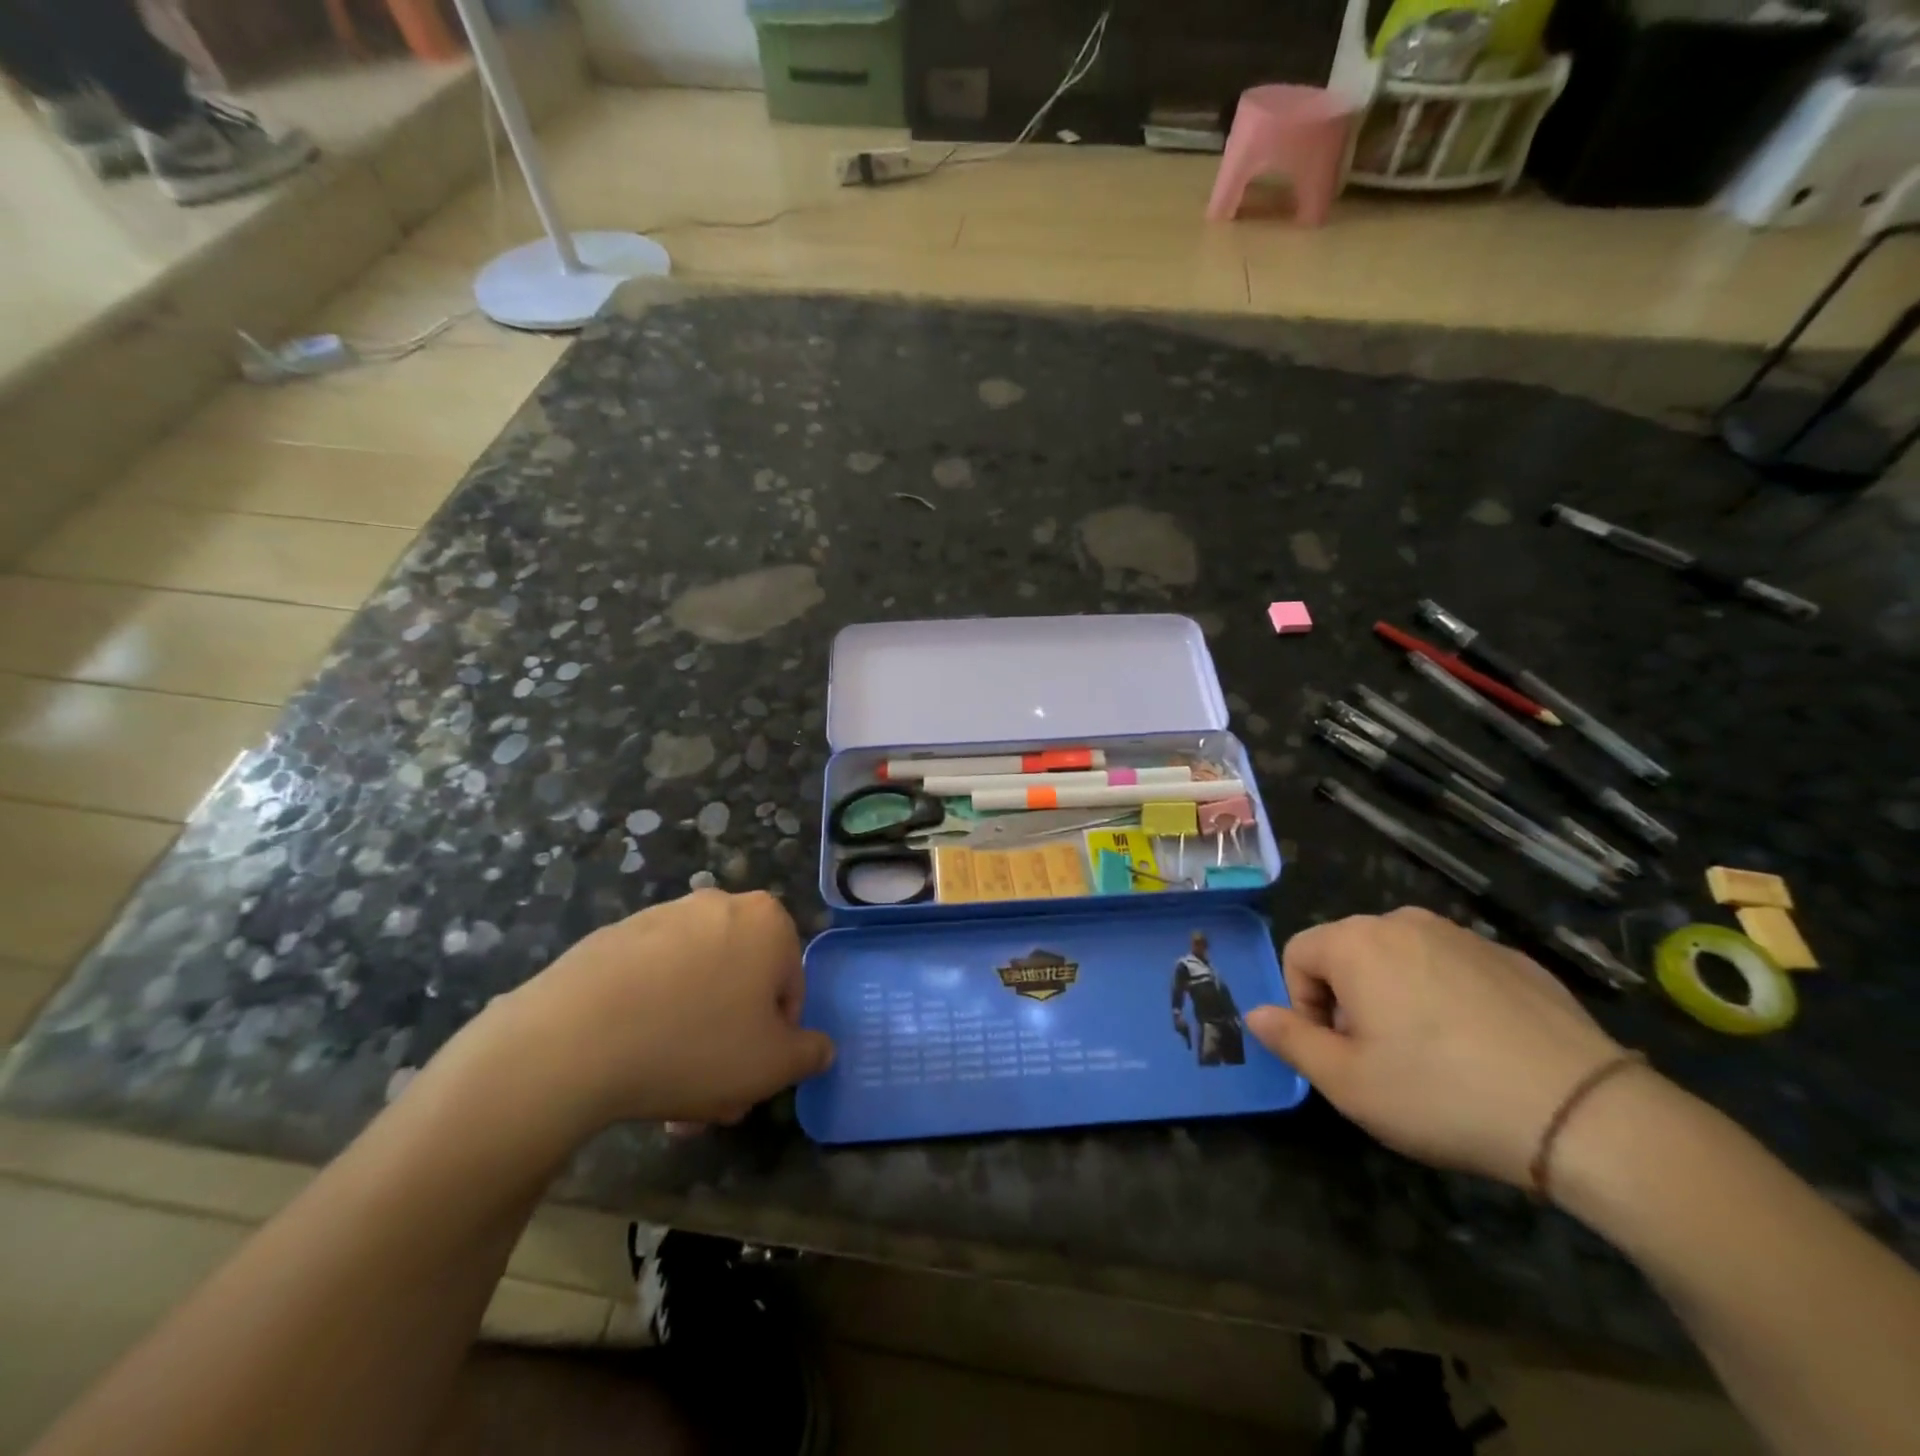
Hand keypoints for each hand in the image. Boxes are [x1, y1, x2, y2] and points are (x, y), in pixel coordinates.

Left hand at [499, 890, 834, 1130]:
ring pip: (696, 986)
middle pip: (739, 985)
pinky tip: (630, 1062)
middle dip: (730, 1043)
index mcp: (767, 922)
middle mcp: (719, 905)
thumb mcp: (771, 1066)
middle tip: (709, 1098)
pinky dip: (651, 1016)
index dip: (775, 1040)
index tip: (748, 1080)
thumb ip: (810, 1053)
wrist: (573, 1040)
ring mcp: (662, 916)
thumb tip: (821, 1047)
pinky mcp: (614, 936)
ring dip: (691, 1036)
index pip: (789, 987)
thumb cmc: (694, 1046)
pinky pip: (651, 980)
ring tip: (665, 1093)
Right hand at [1245, 907, 1627, 1188]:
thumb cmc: (1441, 1094)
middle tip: (1381, 1057)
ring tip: (1431, 1054)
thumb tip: (1255, 1013)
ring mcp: (1465, 936)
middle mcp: (1405, 923)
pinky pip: (1454, 969)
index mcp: (1357, 943)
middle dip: (1349, 998)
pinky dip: (1448, 997)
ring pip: (1402, 957)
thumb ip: (1290, 1040)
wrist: (1583, 1114)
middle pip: (1349, 951)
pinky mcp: (1514, 959)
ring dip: (1396, 995)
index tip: (1338, 1052)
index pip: (1298, 954)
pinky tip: (1481, 1048)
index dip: (1304, 1004)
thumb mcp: (1347, 1082)